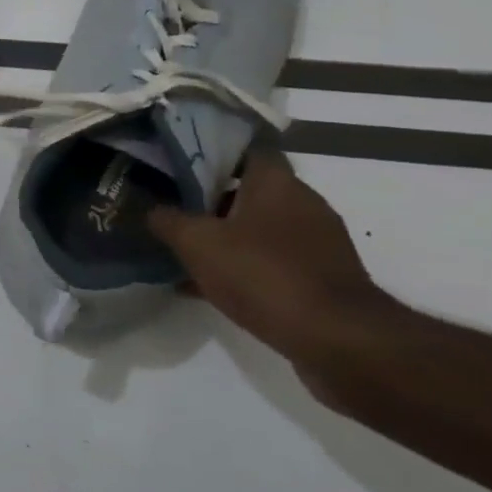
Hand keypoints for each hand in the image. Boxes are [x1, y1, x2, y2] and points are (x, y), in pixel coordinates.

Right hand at [147, 147, 402, 391]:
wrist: (339, 342)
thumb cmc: (264, 274)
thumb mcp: (197, 243)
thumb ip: (168, 220)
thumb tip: (152, 210)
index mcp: (277, 182)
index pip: (243, 149)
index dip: (210, 153)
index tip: (178, 164)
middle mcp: (303, 203)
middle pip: (249, 190)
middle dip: (211, 200)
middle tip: (173, 208)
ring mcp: (318, 243)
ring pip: (259, 229)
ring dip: (227, 238)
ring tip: (186, 252)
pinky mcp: (324, 279)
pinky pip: (273, 263)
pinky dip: (245, 268)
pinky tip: (212, 288)